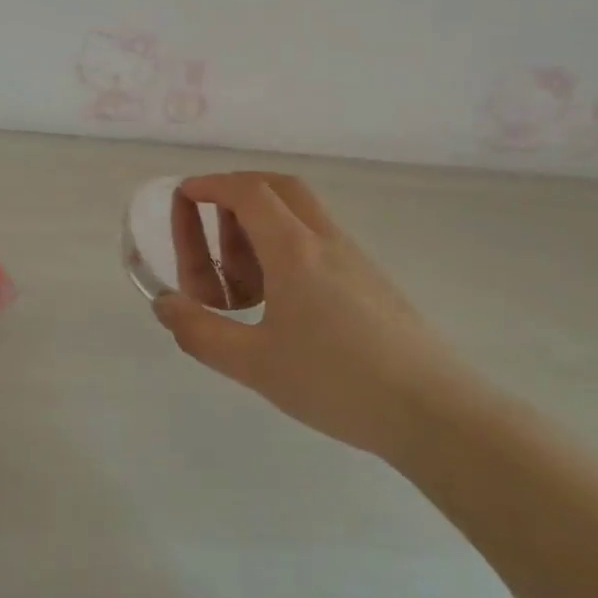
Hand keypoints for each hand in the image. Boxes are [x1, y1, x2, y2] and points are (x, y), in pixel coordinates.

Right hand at [153, 172, 469, 459]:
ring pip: (301, 213)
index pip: (247, 192)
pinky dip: (288, 245)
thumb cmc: (336, 382)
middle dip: (238, 191)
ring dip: (263, 223)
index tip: (184, 195)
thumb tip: (163, 304)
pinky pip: (319, 239)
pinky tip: (281, 298)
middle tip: (211, 224)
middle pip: (279, 187)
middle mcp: (325, 240)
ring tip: (241, 277)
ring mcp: (354, 257)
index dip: (211, 186)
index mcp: (294, 249)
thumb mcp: (255, 365)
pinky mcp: (372, 280)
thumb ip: (201, 332)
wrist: (433, 411)